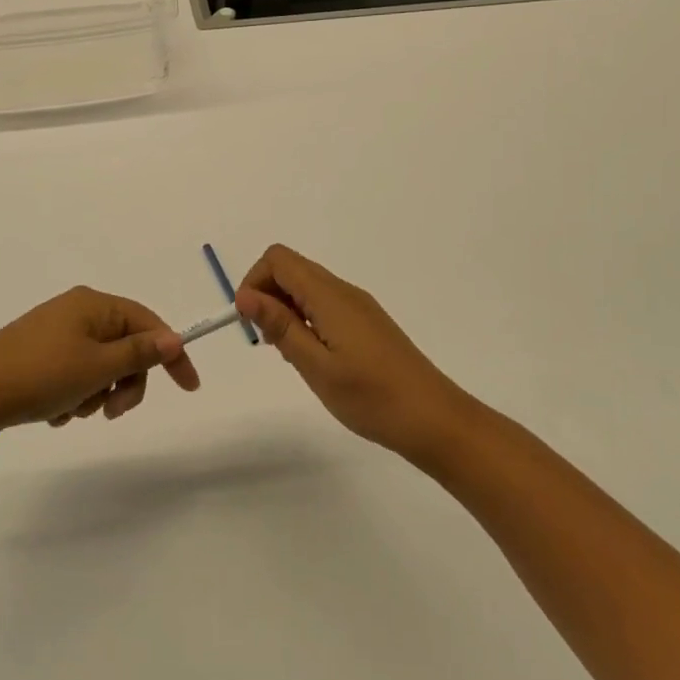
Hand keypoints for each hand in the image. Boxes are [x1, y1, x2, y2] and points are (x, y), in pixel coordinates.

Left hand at [0, 287, 200, 442]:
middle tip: (112, 412)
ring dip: (97, 394)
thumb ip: (139, 353)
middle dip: (125, 382)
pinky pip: (75, 375)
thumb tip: (174, 338)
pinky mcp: (40, 356)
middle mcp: (77, 312)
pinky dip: (75, 396)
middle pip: (126, 347)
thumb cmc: (39, 375)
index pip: (149, 323)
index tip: (188, 388)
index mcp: (94, 304)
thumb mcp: (97, 367)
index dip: (172, 354)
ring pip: (101, 366)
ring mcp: (56, 334)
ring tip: (72, 411)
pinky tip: (55, 413)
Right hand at [235, 244, 475, 459]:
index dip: (254, 282)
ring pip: (307, 288)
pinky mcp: (366, 323)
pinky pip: (324, 305)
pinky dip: (306, 322)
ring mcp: (358, 306)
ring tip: (293, 355)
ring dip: (286, 311)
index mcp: (330, 296)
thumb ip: (280, 326)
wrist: (434, 419)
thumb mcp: (316, 366)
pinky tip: (314, 358)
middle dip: (268, 297)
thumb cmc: (371, 397)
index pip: (278, 259)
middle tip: (271, 343)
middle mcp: (344, 291)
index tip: (249, 321)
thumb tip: (245, 295)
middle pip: (292, 269)